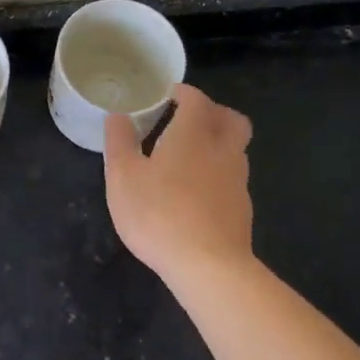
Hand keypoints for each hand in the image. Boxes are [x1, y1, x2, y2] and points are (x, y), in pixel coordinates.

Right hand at [104, 83, 254, 281]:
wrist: (208, 266)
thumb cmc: (159, 214)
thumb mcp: (123, 177)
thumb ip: (120, 142)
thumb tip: (117, 115)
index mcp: (193, 134)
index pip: (197, 99)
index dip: (183, 93)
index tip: (166, 96)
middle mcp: (222, 150)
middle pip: (231, 119)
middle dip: (212, 112)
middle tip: (187, 119)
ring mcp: (237, 181)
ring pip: (235, 149)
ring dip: (217, 143)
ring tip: (189, 156)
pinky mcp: (242, 209)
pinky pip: (233, 178)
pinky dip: (218, 174)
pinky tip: (197, 192)